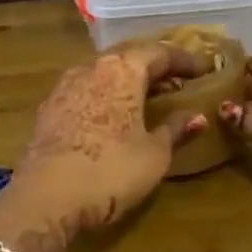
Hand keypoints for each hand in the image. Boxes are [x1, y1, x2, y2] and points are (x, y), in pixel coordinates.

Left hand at [0, 42, 208, 251]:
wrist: (46, 199)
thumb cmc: (110, 171)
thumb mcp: (154, 154)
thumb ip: (175, 129)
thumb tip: (197, 116)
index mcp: (122, 69)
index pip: (159, 52)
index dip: (184, 60)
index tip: (205, 69)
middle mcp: (92, 67)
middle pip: (129, 55)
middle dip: (155, 65)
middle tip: (178, 78)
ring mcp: (65, 86)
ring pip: (104, 70)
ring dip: (129, 78)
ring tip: (149, 95)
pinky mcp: (49, 108)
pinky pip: (87, 88)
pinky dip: (107, 92)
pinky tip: (115, 111)